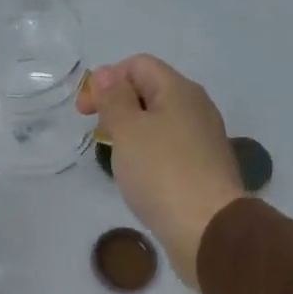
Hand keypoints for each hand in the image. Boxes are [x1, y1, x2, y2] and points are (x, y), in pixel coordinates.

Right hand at [79, 55, 244, 286]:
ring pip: (160, 120)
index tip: (84, 112)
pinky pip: (170, 146)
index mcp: (179, 90)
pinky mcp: (204, 167)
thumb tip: (107, 73)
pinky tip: (139, 175)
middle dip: (118, 104)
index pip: (138, 64)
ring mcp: (203, 138)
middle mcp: (196, 107)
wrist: (208, 229)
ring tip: (116, 155)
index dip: (106, 80)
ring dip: (133, 130)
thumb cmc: (161, 172)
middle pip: (150, 90)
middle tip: (98, 133)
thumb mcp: (128, 130)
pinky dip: (149, 152)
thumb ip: (114, 99)